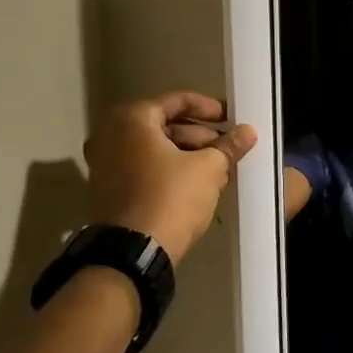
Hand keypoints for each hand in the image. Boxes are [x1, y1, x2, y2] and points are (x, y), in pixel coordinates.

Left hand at [85, 93, 256, 263]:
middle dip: (200, 135)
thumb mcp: (209, 168)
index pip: (177, 101)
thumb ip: (229, 146)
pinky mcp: (108, 189)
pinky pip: (144, 168)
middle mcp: (110, 135)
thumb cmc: (171, 197)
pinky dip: (169, 169)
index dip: (209, 108)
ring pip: (155, 149)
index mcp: (132, 120)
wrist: (134, 251)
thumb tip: (248, 131)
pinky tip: (197, 183)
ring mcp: (105, 163)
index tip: (231, 119)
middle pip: (164, 125)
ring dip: (187, 154)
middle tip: (227, 147)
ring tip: (218, 167)